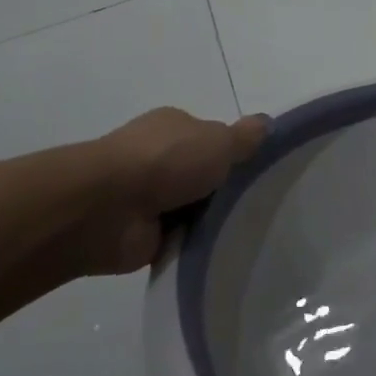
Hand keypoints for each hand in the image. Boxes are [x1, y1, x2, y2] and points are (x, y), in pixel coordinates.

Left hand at [73, 109, 268, 275]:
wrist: (107, 209)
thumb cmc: (166, 161)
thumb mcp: (218, 141)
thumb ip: (245, 137)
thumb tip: (267, 123)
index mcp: (173, 127)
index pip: (209, 137)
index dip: (231, 152)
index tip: (256, 170)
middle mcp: (158, 157)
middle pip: (201, 173)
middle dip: (223, 188)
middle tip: (258, 204)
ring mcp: (146, 197)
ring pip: (192, 208)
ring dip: (210, 220)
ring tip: (246, 231)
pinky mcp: (141, 235)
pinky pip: (179, 240)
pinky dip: (193, 246)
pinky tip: (219, 251)